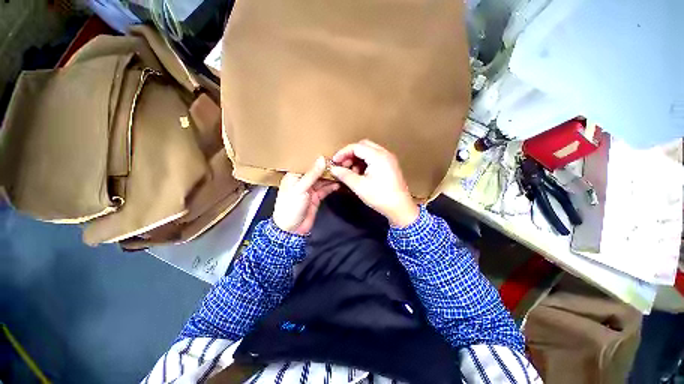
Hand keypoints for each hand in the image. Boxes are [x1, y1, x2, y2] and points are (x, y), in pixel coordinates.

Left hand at [273, 156, 339, 234]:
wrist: (292, 229)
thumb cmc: (291, 206)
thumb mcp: (300, 188)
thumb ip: (312, 174)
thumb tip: (322, 159)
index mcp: (294, 175)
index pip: (307, 164)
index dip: (318, 159)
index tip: (331, 155)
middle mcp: (302, 181)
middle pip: (316, 172)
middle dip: (327, 169)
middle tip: (340, 164)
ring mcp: (310, 189)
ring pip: (322, 181)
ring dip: (331, 178)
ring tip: (342, 172)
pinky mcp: (316, 197)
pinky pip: (325, 190)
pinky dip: (331, 187)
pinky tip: (338, 184)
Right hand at [329, 140, 418, 226]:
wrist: (400, 208)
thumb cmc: (380, 197)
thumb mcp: (359, 186)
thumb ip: (344, 175)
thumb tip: (333, 169)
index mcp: (378, 156)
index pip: (356, 147)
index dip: (343, 153)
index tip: (334, 162)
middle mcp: (385, 153)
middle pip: (363, 146)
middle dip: (351, 154)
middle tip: (343, 165)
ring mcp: (389, 159)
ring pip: (369, 151)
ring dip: (358, 159)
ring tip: (352, 172)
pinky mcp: (390, 165)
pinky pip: (375, 158)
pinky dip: (365, 162)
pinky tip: (361, 174)